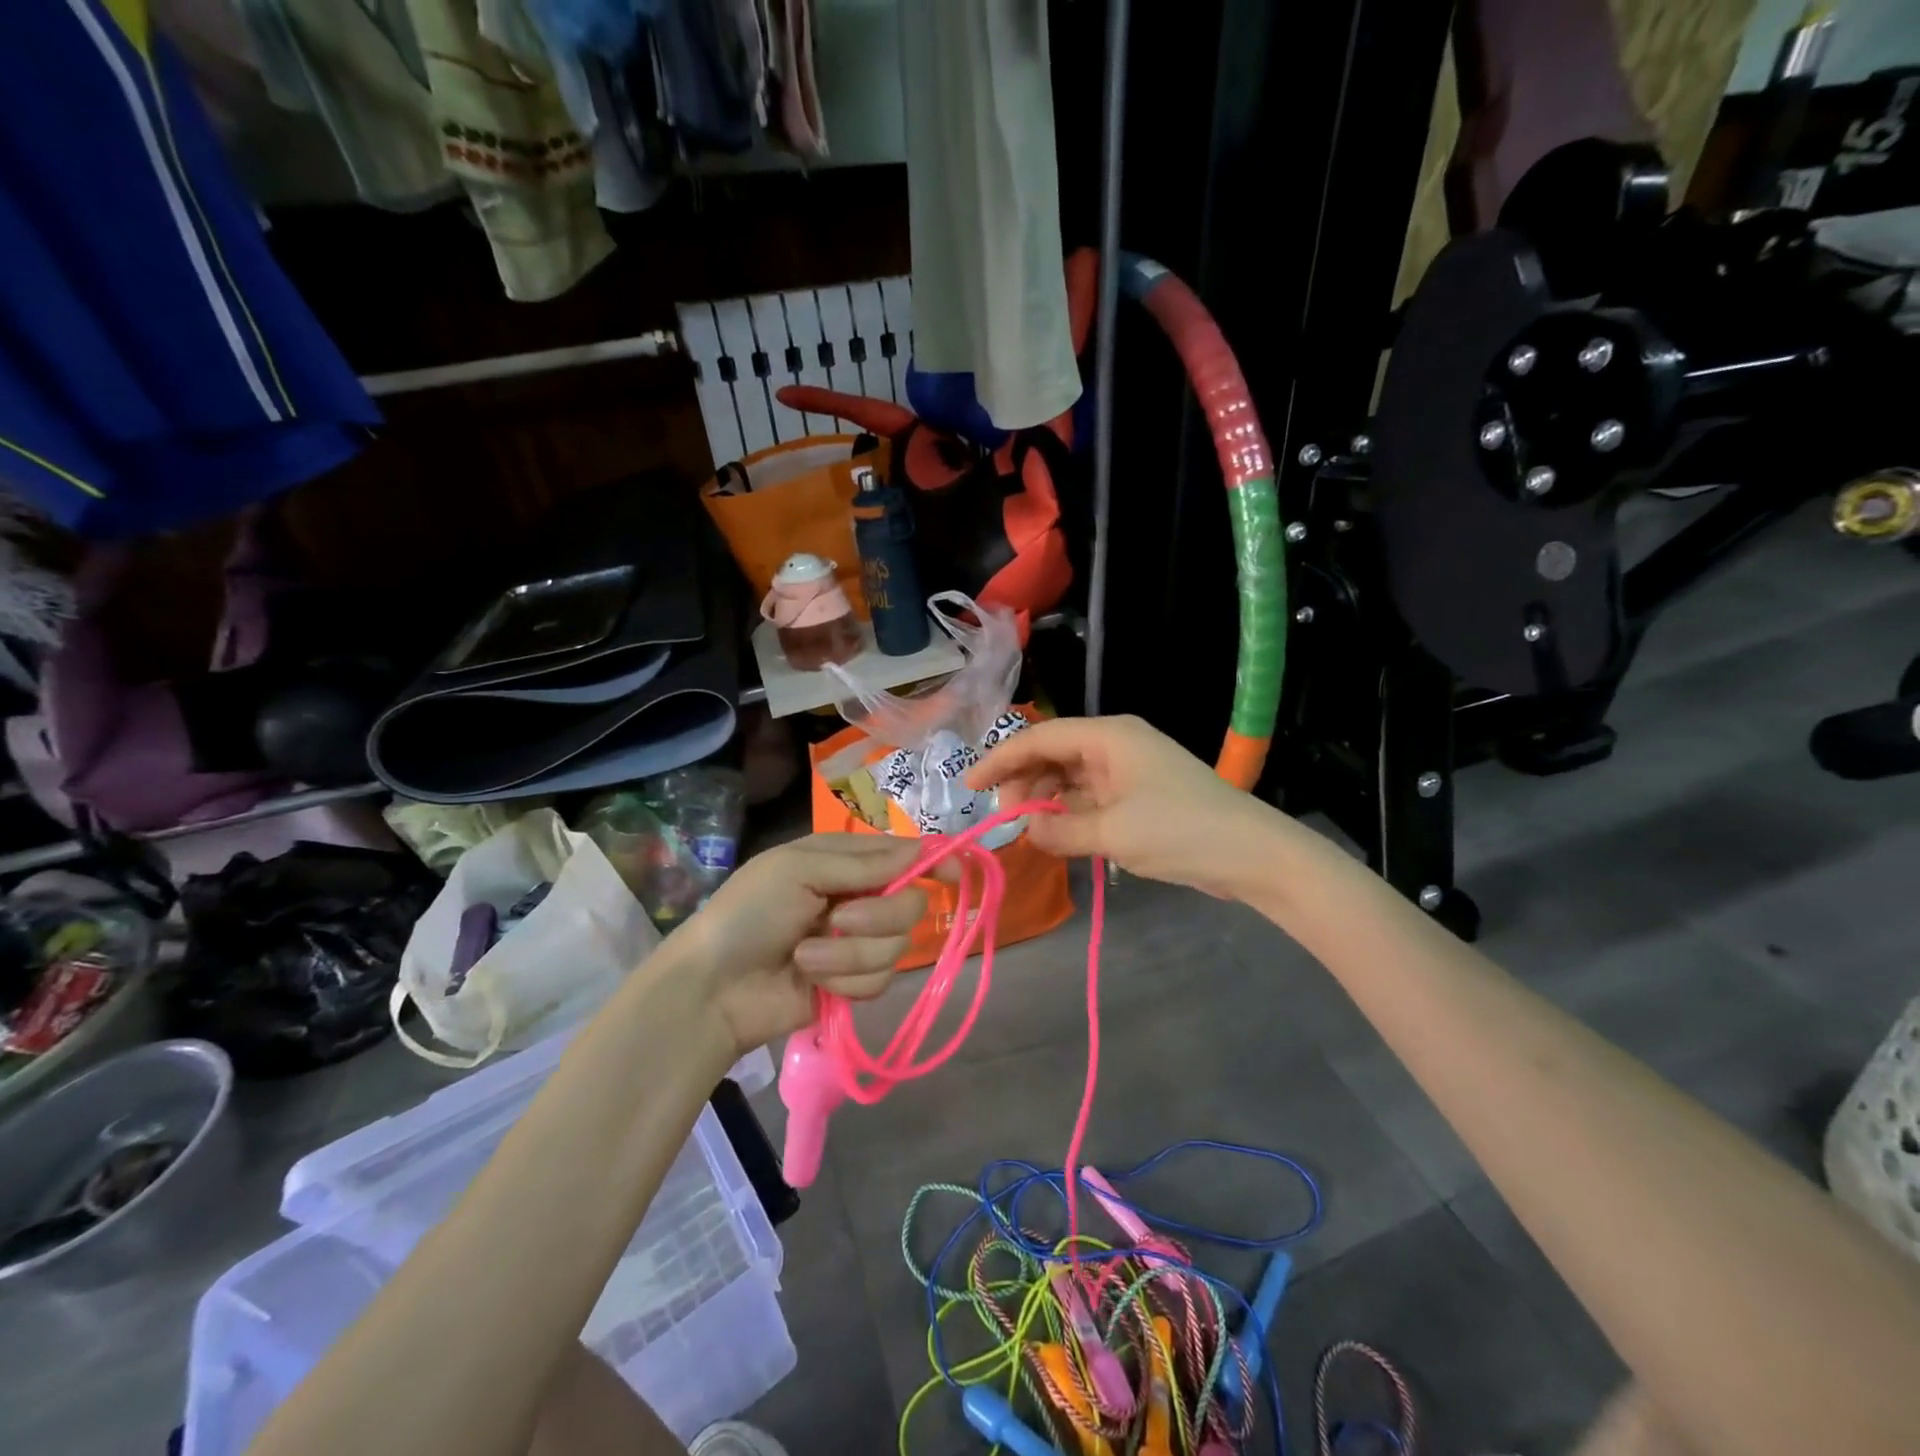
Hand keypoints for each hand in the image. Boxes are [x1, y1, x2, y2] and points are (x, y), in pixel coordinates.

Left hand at [668, 834, 929, 1055]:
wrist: (714, 988)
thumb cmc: (749, 913)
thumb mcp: (799, 870)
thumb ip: (864, 864)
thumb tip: (922, 850)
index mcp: (844, 861)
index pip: (904, 855)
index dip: (933, 861)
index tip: (956, 873)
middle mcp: (858, 898)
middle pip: (910, 903)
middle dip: (878, 916)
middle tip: (839, 919)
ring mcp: (857, 943)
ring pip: (896, 946)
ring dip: (849, 954)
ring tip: (807, 957)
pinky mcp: (854, 983)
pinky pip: (880, 980)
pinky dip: (845, 981)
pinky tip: (814, 982)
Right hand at [967, 714, 1277, 896]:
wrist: (1251, 854)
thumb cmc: (1179, 831)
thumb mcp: (1111, 832)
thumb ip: (1059, 829)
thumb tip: (1026, 829)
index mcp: (1108, 737)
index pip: (1039, 738)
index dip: (1000, 760)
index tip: (969, 786)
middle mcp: (1115, 745)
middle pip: (1053, 754)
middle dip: (1023, 782)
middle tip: (1005, 818)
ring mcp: (1128, 770)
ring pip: (1070, 778)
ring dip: (1045, 800)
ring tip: (1028, 830)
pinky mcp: (1139, 796)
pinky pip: (1090, 797)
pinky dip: (1069, 813)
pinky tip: (1056, 835)